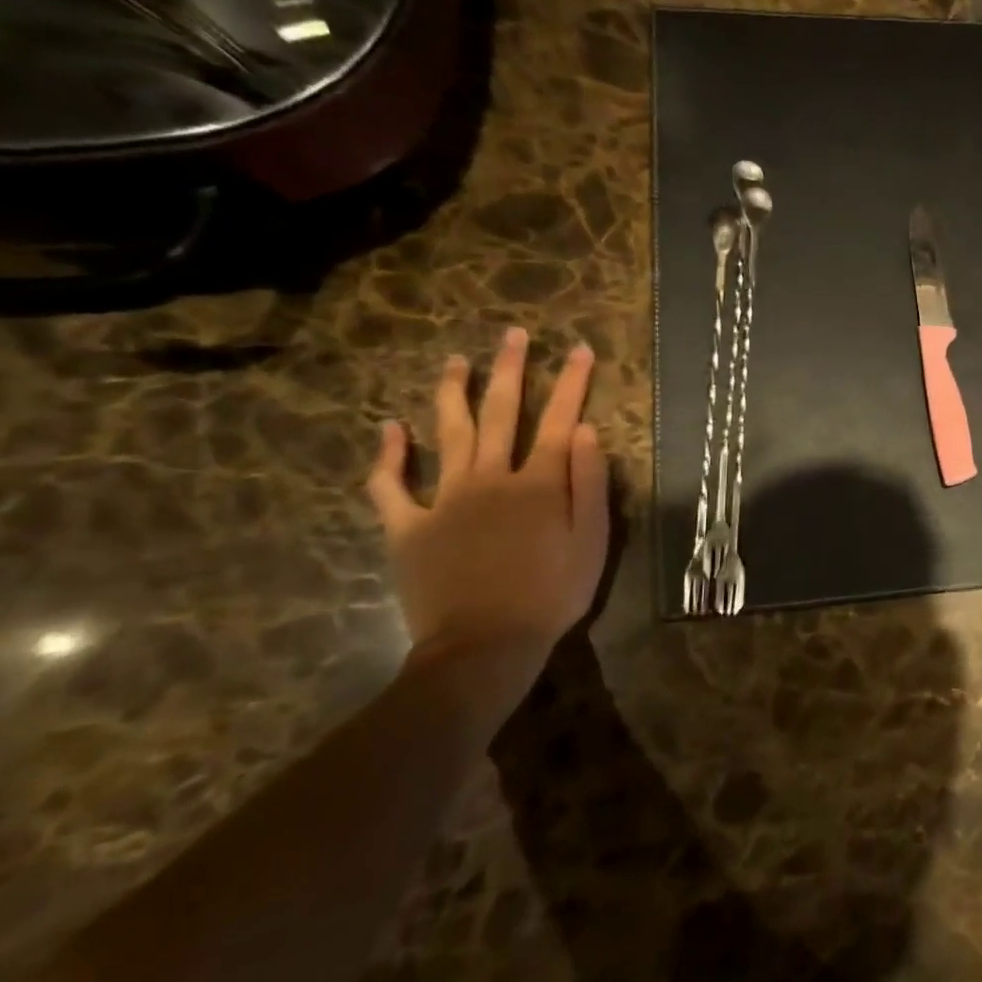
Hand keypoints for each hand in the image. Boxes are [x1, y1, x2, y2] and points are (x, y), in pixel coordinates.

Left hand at [366, 329, 609, 704]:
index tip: (579, 349)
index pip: (559, 420)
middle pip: (501, 413)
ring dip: (452, 393)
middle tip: (513, 335)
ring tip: (455, 361)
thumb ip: (589, 482)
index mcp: (538, 483)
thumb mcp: (592, 541)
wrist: (484, 647)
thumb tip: (585, 430)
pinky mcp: (408, 528)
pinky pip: (390, 486)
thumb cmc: (552, 594)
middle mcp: (490, 478)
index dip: (571, 382)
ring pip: (448, 434)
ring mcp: (444, 500)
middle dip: (510, 370)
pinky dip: (388, 456)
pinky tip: (390, 428)